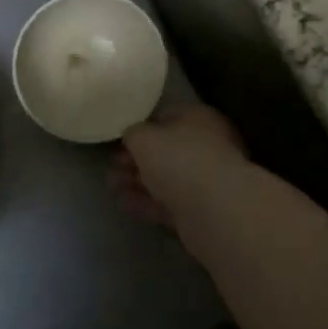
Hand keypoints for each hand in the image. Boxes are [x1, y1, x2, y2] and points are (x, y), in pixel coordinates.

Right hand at [114, 104, 247, 230]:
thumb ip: (133, 133)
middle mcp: (206, 145)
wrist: (216, 209)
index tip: (118, 141)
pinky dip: (147, 202)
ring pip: (165, 178)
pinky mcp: (201, 210)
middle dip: (136, 159)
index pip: (165, 117)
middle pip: (165, 150)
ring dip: (138, 182)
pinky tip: (124, 204)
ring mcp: (205, 180)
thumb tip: (132, 136)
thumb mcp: (144, 137)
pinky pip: (168, 202)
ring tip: (112, 186)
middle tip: (112, 167)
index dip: (140, 128)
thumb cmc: (179, 159)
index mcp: (198, 118)